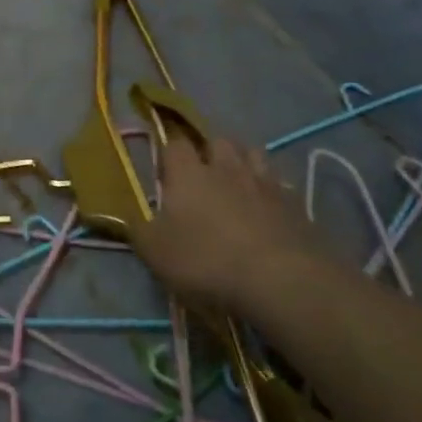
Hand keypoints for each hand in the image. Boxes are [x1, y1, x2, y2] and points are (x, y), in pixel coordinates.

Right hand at [129, 134, 315, 304]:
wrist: (282, 280)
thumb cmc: (207, 260)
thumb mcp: (156, 252)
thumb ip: (137, 230)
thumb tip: (125, 216)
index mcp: (188, 173)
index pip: (175, 144)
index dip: (168, 153)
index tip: (164, 170)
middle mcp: (226, 168)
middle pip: (218, 140)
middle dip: (209, 150)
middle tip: (202, 172)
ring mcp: (265, 183)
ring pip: (253, 154)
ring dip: (243, 161)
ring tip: (236, 181)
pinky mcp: (296, 205)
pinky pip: (280, 185)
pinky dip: (271, 190)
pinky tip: (267, 208)